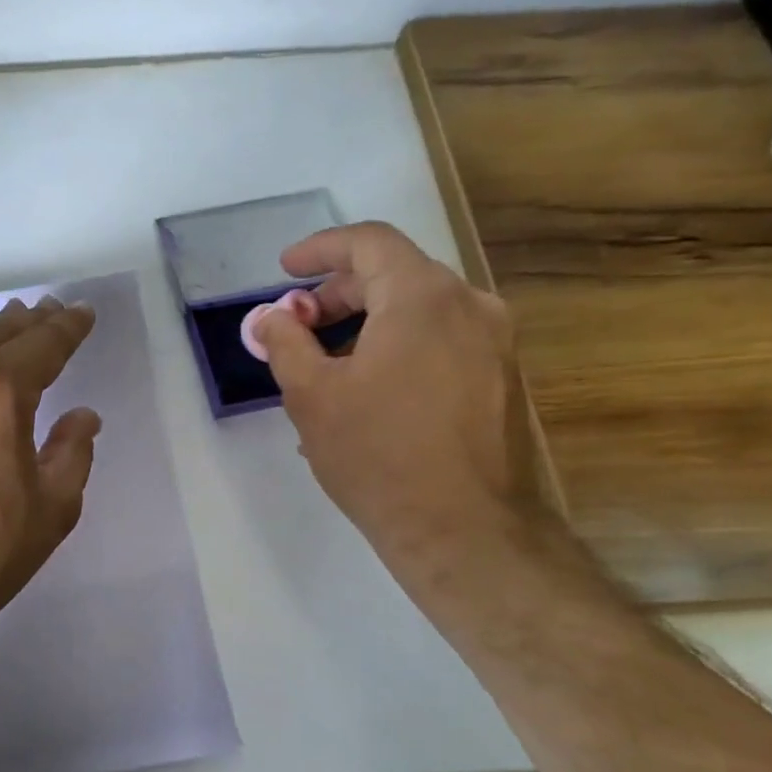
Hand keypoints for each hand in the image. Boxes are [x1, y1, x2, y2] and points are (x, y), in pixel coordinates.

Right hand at [254, 223, 542, 585]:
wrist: (463, 529)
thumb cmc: (377, 455)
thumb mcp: (311, 395)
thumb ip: (285, 343)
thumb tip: (270, 317)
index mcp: (423, 298)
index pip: (369, 242)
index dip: (320, 249)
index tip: (285, 269)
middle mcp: (470, 306)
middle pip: (394, 275)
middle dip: (336, 295)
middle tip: (295, 328)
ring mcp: (494, 344)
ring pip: (418, 311)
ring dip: (365, 326)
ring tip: (323, 370)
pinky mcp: (500, 380)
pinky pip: (439, 343)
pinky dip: (396, 350)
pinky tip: (365, 395)